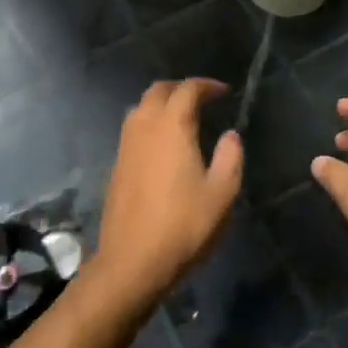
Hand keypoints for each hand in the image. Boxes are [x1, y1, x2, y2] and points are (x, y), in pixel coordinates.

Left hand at [91, 79, 242, 311]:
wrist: (133, 261)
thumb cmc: (184, 225)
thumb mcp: (222, 193)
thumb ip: (230, 157)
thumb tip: (230, 135)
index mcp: (171, 126)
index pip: (187, 90)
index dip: (206, 85)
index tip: (223, 92)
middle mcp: (144, 127)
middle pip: (158, 91)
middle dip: (180, 88)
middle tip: (201, 98)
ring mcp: (125, 147)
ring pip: (140, 109)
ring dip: (161, 104)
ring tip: (183, 118)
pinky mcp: (116, 166)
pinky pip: (133, 130)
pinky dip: (150, 124)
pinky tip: (163, 146)